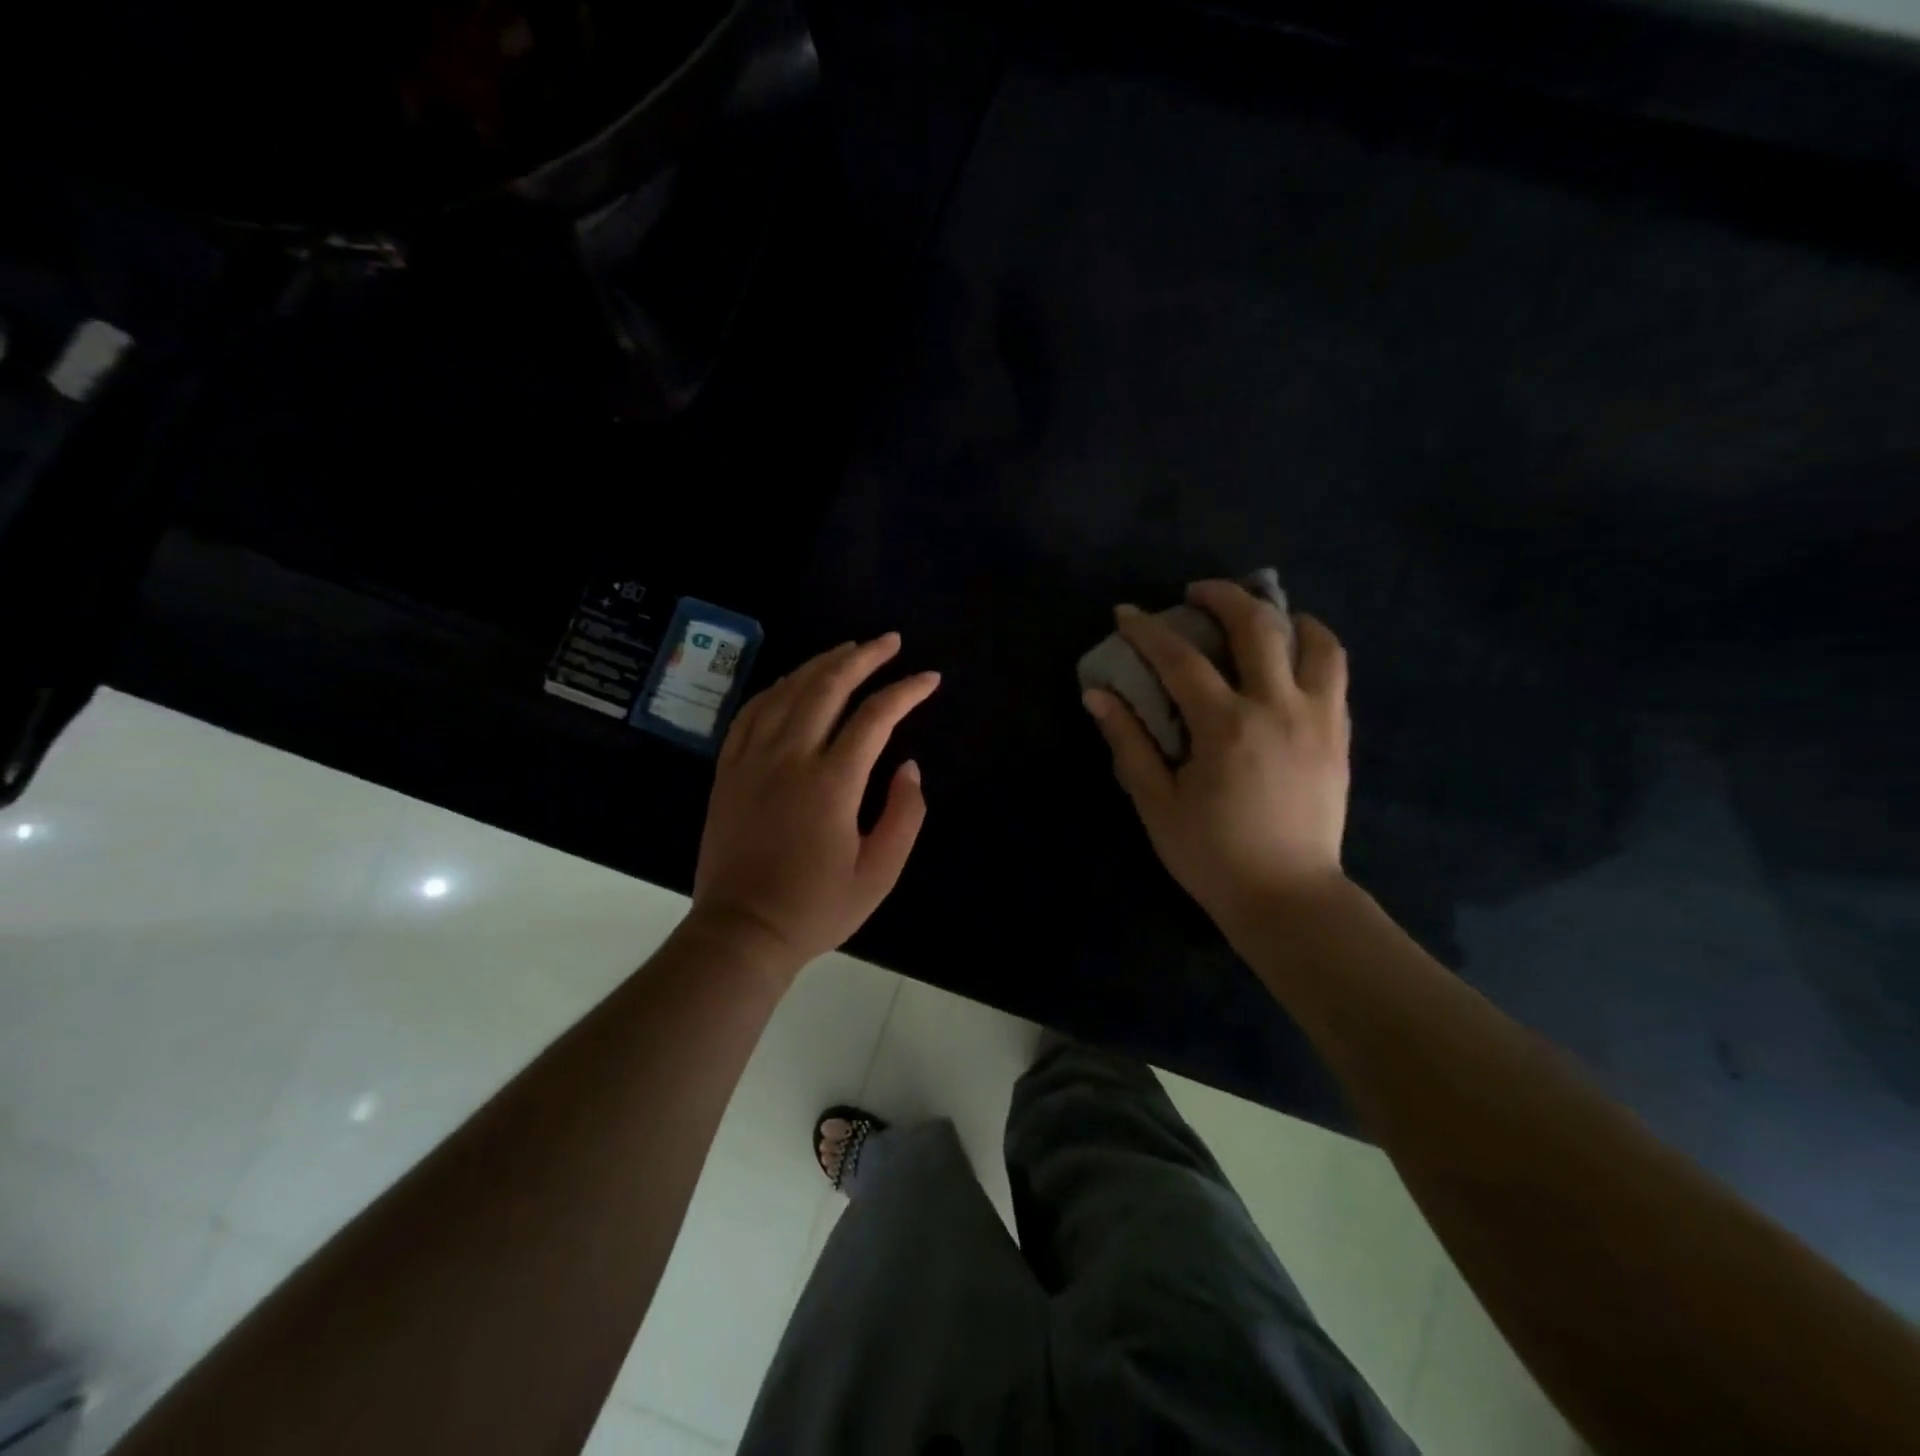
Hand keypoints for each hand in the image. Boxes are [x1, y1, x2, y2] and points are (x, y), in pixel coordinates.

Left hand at [690, 633, 938, 971]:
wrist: (742, 931)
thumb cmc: (817, 907)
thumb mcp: (879, 873)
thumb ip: (904, 815)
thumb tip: (908, 767)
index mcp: (831, 783)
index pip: (875, 717)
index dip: (906, 691)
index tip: (929, 679)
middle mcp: (789, 757)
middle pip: (828, 686)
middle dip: (864, 657)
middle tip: (890, 642)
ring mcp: (752, 759)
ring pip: (788, 690)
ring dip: (822, 663)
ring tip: (850, 649)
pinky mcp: (728, 769)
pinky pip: (752, 711)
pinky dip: (778, 687)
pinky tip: (794, 681)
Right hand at [1083, 582, 1350, 935]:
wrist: (1288, 897)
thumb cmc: (1211, 854)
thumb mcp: (1156, 802)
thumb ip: (1128, 742)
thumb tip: (1097, 695)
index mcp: (1225, 726)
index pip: (1180, 659)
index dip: (1148, 630)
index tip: (1126, 613)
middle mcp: (1277, 707)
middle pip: (1257, 627)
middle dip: (1223, 597)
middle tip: (1197, 593)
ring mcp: (1318, 718)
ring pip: (1315, 642)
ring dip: (1286, 616)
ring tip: (1263, 616)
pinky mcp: (1339, 736)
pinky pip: (1335, 673)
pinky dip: (1314, 649)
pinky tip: (1293, 658)